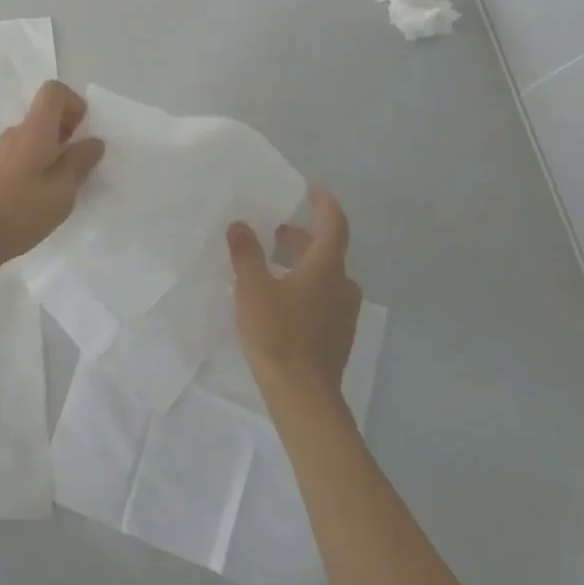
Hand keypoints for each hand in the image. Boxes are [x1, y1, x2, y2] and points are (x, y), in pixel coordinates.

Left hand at [0, 80, 105, 278]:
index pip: (54, 91)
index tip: (83, 135)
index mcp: (34, 130)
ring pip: (34, 139)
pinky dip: (36, 168)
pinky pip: (21, 156)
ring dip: (53, 154)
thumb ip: (80, 163)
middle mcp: (15, 133)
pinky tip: (39, 200)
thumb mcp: (62, 191)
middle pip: (45, 116)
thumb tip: (93, 141)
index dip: (74, 105)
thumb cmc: (20, 211)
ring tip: (61, 189)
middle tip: (79, 168)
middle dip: (68, 134)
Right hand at [227, 189, 363, 395]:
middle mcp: (342, 286)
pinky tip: (281, 298)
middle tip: (277, 230)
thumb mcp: (252, 288)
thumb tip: (240, 225)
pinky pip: (324, 298)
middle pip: (328, 251)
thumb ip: (246, 253)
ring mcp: (343, 313)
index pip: (334, 225)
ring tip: (273, 264)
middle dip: (303, 237)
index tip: (313, 191)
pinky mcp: (337, 335)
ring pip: (326, 276)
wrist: (302, 394)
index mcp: (326, 268)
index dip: (325, 205)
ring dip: (303, 264)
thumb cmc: (277, 333)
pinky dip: (306, 286)